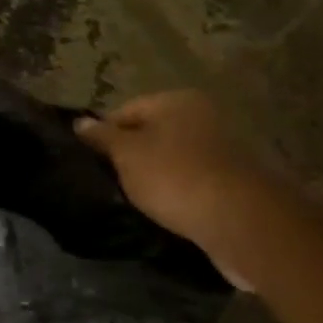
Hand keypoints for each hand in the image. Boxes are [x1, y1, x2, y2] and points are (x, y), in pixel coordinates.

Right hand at [75, 90, 288, 288]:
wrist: (243, 222)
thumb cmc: (175, 177)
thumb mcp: (126, 154)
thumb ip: (101, 137)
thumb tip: (80, 122)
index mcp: (177, 100)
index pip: (126, 110)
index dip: (104, 135)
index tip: (93, 162)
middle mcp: (205, 116)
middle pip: (153, 133)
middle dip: (132, 156)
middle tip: (112, 181)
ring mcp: (225, 149)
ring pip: (174, 158)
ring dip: (157, 176)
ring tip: (138, 199)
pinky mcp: (237, 182)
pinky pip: (196, 181)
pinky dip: (181, 192)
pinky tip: (168, 210)